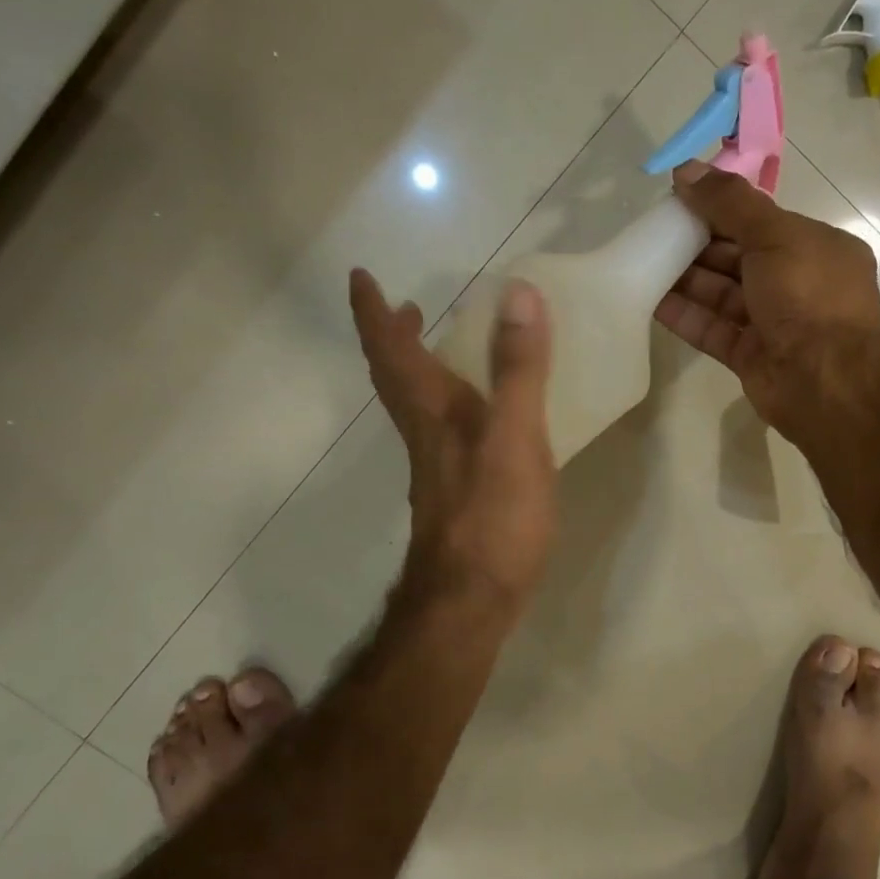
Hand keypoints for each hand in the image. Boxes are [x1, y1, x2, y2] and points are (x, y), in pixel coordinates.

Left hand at [350, 269, 556, 613]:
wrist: (469, 602)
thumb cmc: (493, 518)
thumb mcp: (515, 437)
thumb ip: (518, 369)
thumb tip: (516, 292)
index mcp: (433, 411)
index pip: (392, 350)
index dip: (373, 312)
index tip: (361, 276)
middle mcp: (425, 433)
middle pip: (394, 377)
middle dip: (391, 336)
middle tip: (402, 305)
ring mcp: (436, 467)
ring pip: (413, 405)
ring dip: (414, 367)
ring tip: (435, 345)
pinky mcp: (453, 493)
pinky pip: (438, 430)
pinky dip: (442, 402)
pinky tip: (472, 416)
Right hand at [653, 160, 879, 434]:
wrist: (825, 380)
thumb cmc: (809, 295)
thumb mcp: (774, 235)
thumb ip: (729, 203)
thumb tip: (686, 169)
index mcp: (814, 248)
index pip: (760, 221)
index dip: (720, 208)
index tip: (679, 198)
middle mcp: (795, 283)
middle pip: (737, 257)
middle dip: (697, 244)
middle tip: (654, 231)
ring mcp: (772, 322)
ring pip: (722, 294)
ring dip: (685, 279)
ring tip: (643, 261)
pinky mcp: (749, 355)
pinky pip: (712, 329)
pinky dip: (685, 315)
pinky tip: (651, 301)